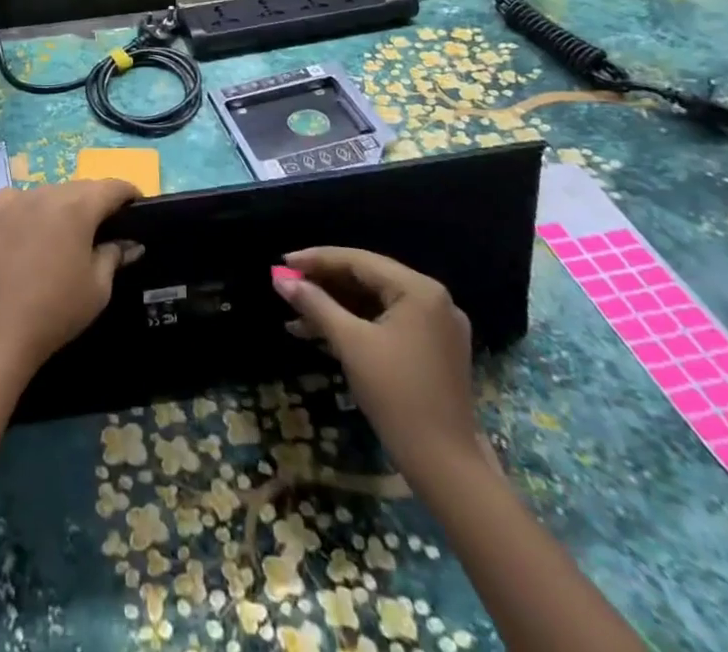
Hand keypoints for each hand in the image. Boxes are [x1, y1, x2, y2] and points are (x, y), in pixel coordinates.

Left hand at [0, 179, 141, 380]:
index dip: (128, 194)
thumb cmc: (57, 310)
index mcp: (78, 207)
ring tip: (67, 233)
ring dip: (63, 205)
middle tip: (104, 226)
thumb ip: (115, 255)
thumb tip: (131, 243)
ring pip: (51, 192)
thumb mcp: (98, 287)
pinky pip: (21, 198)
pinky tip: (32, 230)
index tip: (136, 207)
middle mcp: (47, 192)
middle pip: (81, 188)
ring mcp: (17, 198)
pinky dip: (32, 208)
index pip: (112, 187)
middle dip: (96, 202)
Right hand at [273, 247, 482, 482]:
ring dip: (336, 308)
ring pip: (375, 302)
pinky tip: (323, 335)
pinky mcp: (434, 349)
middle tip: (287, 287)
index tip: (282, 263)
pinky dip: (357, 325)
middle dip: (324, 284)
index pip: (359, 261)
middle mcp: (433, 299)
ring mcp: (437, 325)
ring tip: (296, 317)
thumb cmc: (397, 396)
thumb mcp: (351, 344)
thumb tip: (281, 281)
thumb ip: (315, 305)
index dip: (317, 260)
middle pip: (368, 279)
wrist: (446, 467)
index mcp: (419, 290)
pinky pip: (388, 323)